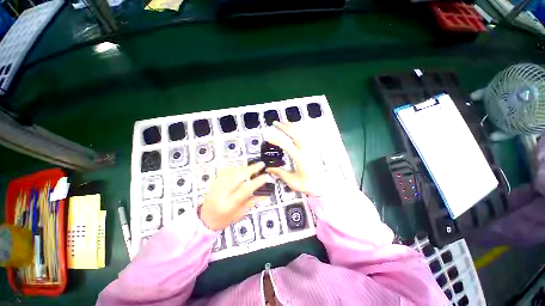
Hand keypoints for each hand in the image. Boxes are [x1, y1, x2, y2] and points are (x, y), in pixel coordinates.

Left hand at [200, 162, 268, 230]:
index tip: (266, 176)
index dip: (257, 182)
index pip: (245, 190)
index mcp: (229, 204)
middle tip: (261, 165)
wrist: (205, 220)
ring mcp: (216, 186)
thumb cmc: (224, 219)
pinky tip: (242, 168)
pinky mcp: (214, 182)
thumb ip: (252, 202)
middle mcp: (221, 194)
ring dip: (244, 167)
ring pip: (232, 172)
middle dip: (251, 169)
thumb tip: (266, 194)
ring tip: (253, 166)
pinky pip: (226, 171)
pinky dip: (235, 168)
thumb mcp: (240, 214)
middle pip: (237, 177)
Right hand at [265, 122, 326, 196]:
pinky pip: (307, 135)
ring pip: (302, 132)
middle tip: (275, 123)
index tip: (268, 137)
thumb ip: (280, 173)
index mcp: (300, 158)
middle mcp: (306, 150)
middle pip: (295, 134)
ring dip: (292, 126)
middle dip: (284, 127)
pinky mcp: (314, 148)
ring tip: (284, 122)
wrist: (324, 186)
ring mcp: (311, 148)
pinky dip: (300, 129)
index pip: (286, 145)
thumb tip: (269, 169)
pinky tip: (296, 128)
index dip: (276, 140)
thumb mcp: (292, 181)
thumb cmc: (308, 185)